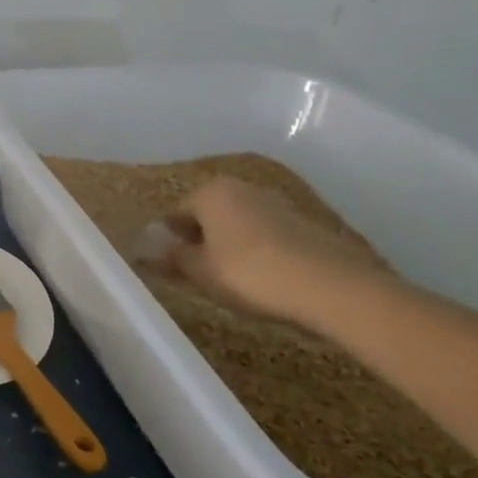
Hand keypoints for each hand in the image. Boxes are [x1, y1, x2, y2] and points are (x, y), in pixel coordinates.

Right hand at [153, 177, 379, 325]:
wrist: (332, 288)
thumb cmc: (250, 274)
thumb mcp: (201, 272)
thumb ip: (171, 259)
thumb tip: (145, 252)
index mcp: (211, 192)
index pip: (174, 213)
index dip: (167, 241)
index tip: (167, 267)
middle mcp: (242, 189)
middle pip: (208, 215)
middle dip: (199, 241)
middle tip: (196, 274)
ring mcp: (276, 204)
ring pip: (238, 225)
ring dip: (228, 246)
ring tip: (229, 280)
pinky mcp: (304, 225)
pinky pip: (265, 236)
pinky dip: (256, 252)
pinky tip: (261, 279)